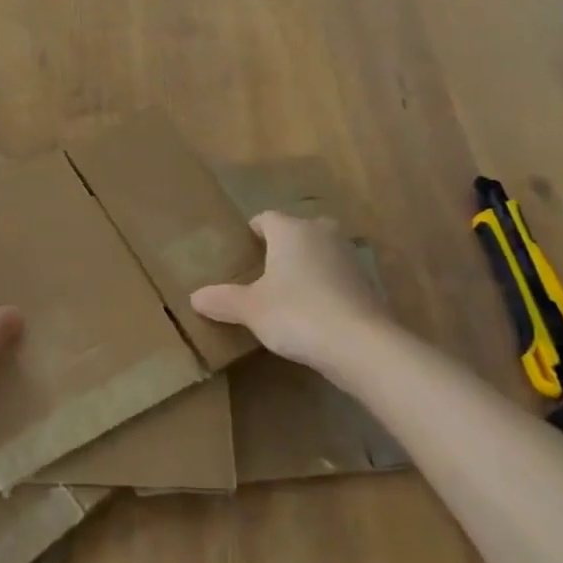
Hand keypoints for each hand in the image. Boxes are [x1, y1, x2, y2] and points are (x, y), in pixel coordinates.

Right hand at [190, 211, 384, 374]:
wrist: (359, 344)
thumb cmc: (296, 313)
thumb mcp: (250, 309)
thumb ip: (223, 300)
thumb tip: (195, 297)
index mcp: (291, 231)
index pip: (266, 218)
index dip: (252, 230)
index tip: (241, 247)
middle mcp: (322, 234)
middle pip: (299, 229)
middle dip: (284, 243)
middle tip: (264, 267)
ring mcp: (349, 257)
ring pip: (321, 251)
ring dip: (307, 264)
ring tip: (287, 289)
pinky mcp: (367, 283)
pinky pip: (337, 276)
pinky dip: (326, 286)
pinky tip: (314, 310)